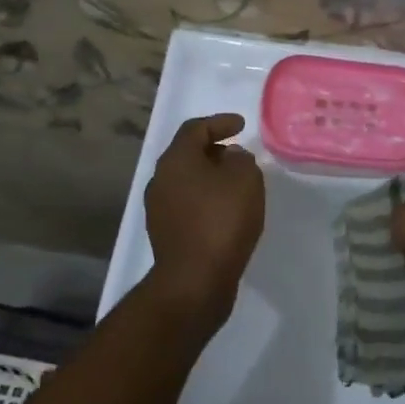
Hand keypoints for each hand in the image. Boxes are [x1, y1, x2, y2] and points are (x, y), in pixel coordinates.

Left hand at [143, 112, 265, 331]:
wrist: (194, 281)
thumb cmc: (221, 221)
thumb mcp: (245, 180)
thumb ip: (241, 160)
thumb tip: (231, 158)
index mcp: (176, 160)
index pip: (195, 129)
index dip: (220, 123)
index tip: (241, 125)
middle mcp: (161, 180)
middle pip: (187, 154)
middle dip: (214, 150)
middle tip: (239, 156)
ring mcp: (159, 209)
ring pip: (187, 181)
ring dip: (210, 178)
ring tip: (236, 185)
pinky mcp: (165, 234)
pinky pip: (188, 205)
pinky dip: (206, 200)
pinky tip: (226, 212)